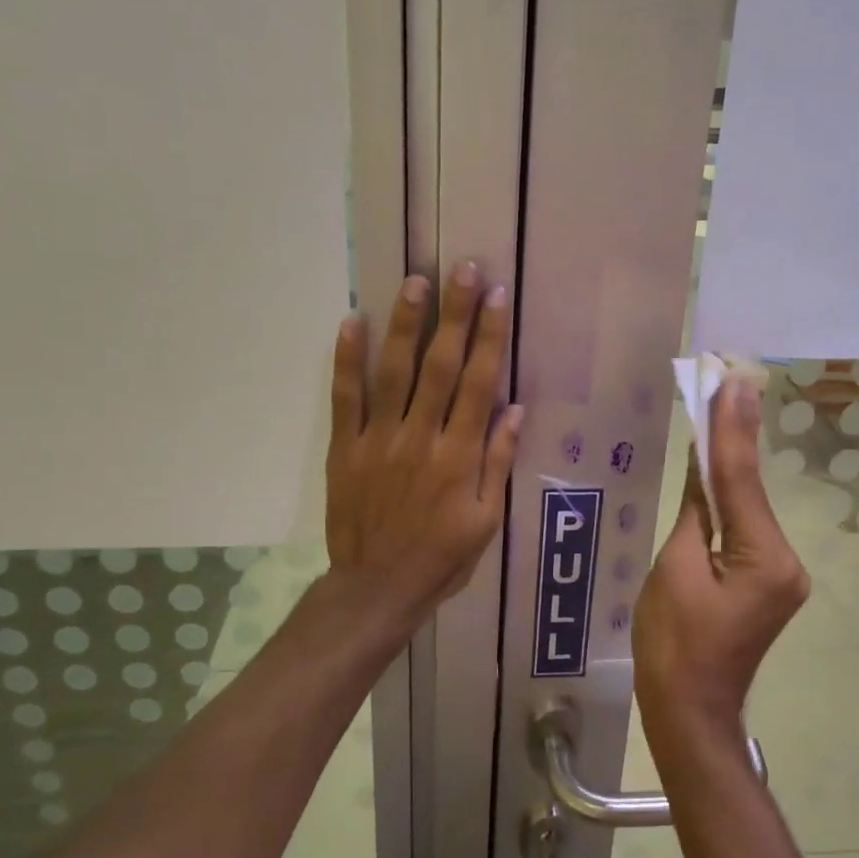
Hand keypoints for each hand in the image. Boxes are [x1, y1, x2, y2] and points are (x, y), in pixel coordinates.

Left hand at [324, 263, 522, 635]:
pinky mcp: (345, 449)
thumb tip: (514, 409)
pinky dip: (346, 360)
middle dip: (455, 315)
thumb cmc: (441, 557)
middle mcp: (421, 438)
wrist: (377, 588)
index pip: (478, 384)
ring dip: (405, 324)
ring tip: (416, 281)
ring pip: (394, 373)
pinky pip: (345, 398)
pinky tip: (352, 321)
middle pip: (440, 366)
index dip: (489, 338)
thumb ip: (498, 462)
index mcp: (460, 456)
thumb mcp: (486, 520)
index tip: (497, 297)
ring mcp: (378, 441)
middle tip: (464, 269)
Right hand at [633, 376, 809, 733]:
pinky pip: (745, 530)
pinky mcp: (769, 581)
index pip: (740, 480)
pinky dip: (727, 501)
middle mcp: (787, 561)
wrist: (689, 712)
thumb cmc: (671, 645)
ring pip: (748, 508)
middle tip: (722, 383)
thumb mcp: (673, 568)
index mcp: (766, 559)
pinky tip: (713, 469)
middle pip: (749, 490)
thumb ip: (696, 509)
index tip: (732, 380)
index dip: (732, 428)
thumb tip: (703, 463)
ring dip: (727, 468)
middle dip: (731, 440)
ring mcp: (782, 573)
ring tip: (715, 410)